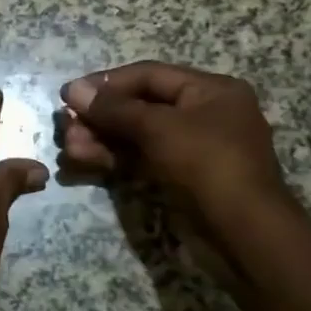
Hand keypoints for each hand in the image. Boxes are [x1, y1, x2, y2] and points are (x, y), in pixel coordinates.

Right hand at [59, 62, 288, 225]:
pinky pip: (141, 158)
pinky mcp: (181, 176)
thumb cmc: (207, 165)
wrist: (245, 234)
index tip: (68, 95)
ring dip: (100, 140)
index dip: (105, 83)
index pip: (148, 75)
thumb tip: (72, 90)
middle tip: (66, 127)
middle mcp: (204, 113)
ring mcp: (192, 147)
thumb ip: (114, 108)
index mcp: (211, 90)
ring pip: (136, 135)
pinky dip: (113, 158)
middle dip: (99, 117)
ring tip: (69, 149)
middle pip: (138, 105)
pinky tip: (83, 161)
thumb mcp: (159, 128)